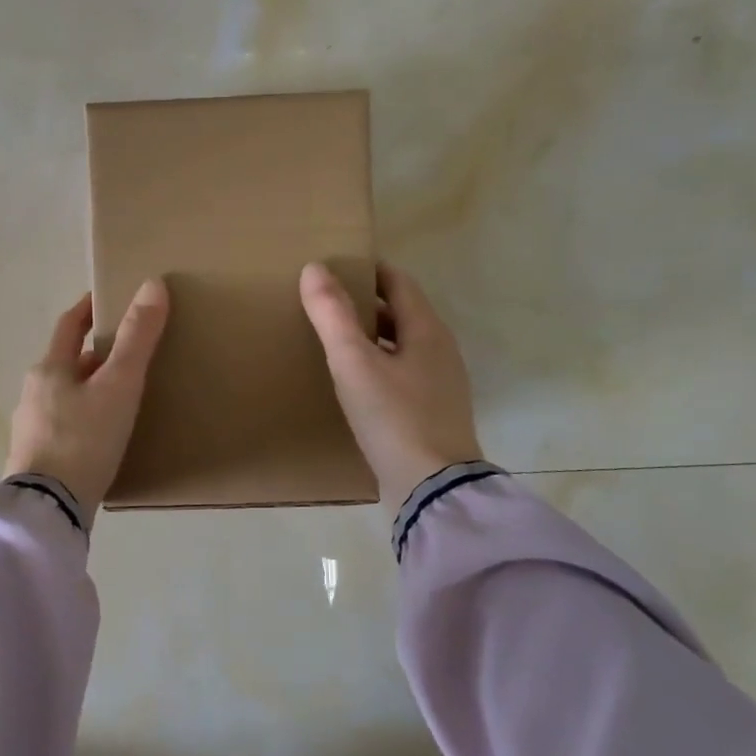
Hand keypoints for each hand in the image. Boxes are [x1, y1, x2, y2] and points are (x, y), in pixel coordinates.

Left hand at [4, 280, 170, 518]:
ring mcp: (31, 429)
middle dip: (94, 356)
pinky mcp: (36, 460)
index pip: (68, 326)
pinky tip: (102, 438)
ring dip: (90, 390)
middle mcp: (33, 394)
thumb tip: (153, 284)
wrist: (49, 509)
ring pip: (65, 397)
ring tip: (121, 398)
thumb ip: (137, 338)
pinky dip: (84, 420)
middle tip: (128, 356)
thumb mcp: (118, 386)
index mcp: (49, 369)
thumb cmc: (84, 439)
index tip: (105, 300)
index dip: (87, 310)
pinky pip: (65, 427)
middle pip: (67, 364)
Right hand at [300, 261, 482, 512]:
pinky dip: (378, 365)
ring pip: (402, 345)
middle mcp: (440, 350)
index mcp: (427, 330)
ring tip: (334, 341)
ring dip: (372, 336)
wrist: (432, 486)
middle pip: (401, 313)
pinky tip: (355, 383)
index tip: (335, 268)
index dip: (368, 271)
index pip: (398, 283)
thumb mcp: (354, 363)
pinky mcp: (432, 412)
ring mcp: (440, 384)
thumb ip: (332, 315)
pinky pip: (402, 374)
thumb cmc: (393, 417)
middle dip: (366, 304)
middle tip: (326, 304)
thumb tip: (314, 268)